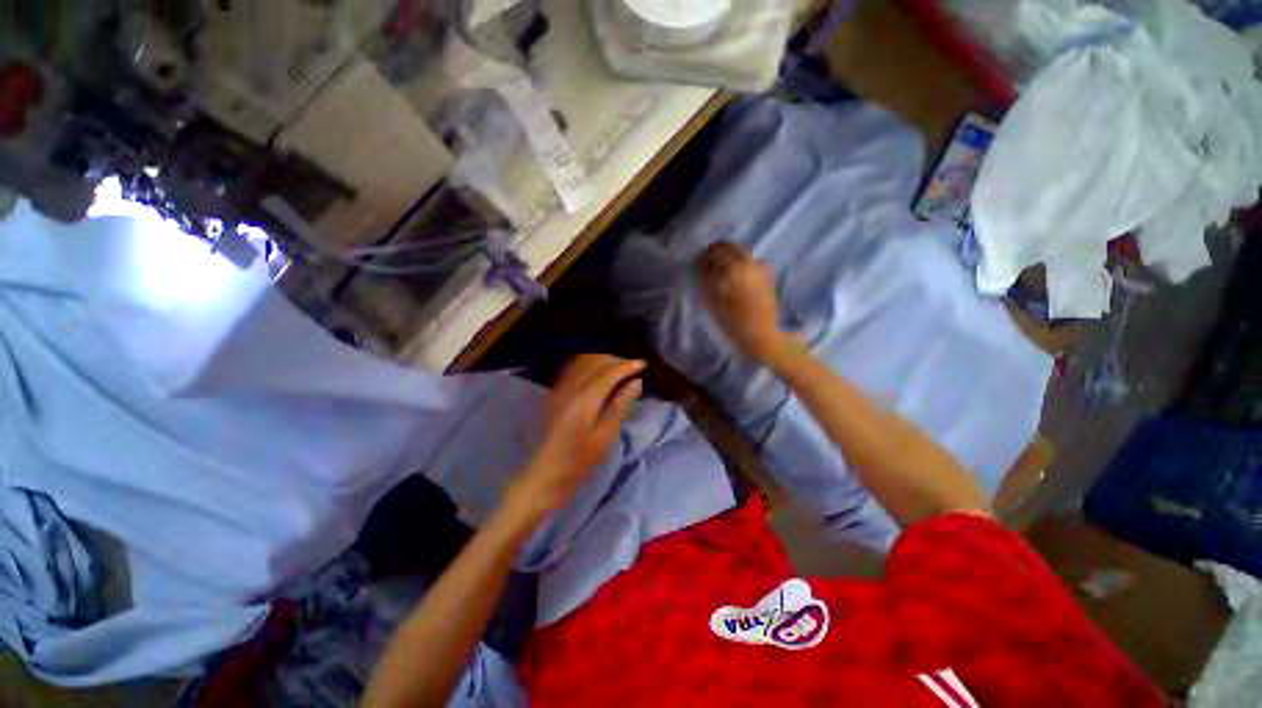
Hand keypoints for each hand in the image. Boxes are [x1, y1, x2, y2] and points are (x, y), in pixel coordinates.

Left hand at [510, 355, 644, 517]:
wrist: (543, 477)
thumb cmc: (578, 463)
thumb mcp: (605, 438)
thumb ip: (620, 406)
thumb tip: (636, 383)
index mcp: (584, 400)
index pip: (608, 372)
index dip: (626, 366)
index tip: (643, 365)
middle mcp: (569, 389)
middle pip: (594, 362)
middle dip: (615, 360)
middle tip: (632, 369)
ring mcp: (559, 390)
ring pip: (582, 362)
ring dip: (601, 361)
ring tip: (618, 370)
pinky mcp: (554, 394)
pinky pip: (573, 369)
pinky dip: (588, 365)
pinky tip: (598, 375)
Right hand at [699, 242, 783, 362]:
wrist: (763, 337)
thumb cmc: (734, 323)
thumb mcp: (713, 303)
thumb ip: (707, 279)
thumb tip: (705, 265)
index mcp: (735, 268)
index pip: (715, 251)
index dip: (705, 257)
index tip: (699, 266)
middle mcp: (750, 263)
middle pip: (731, 246)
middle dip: (718, 252)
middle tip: (708, 266)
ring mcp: (761, 268)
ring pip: (742, 251)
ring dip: (729, 256)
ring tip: (720, 273)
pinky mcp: (767, 276)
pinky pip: (750, 262)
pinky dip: (740, 264)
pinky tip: (735, 279)